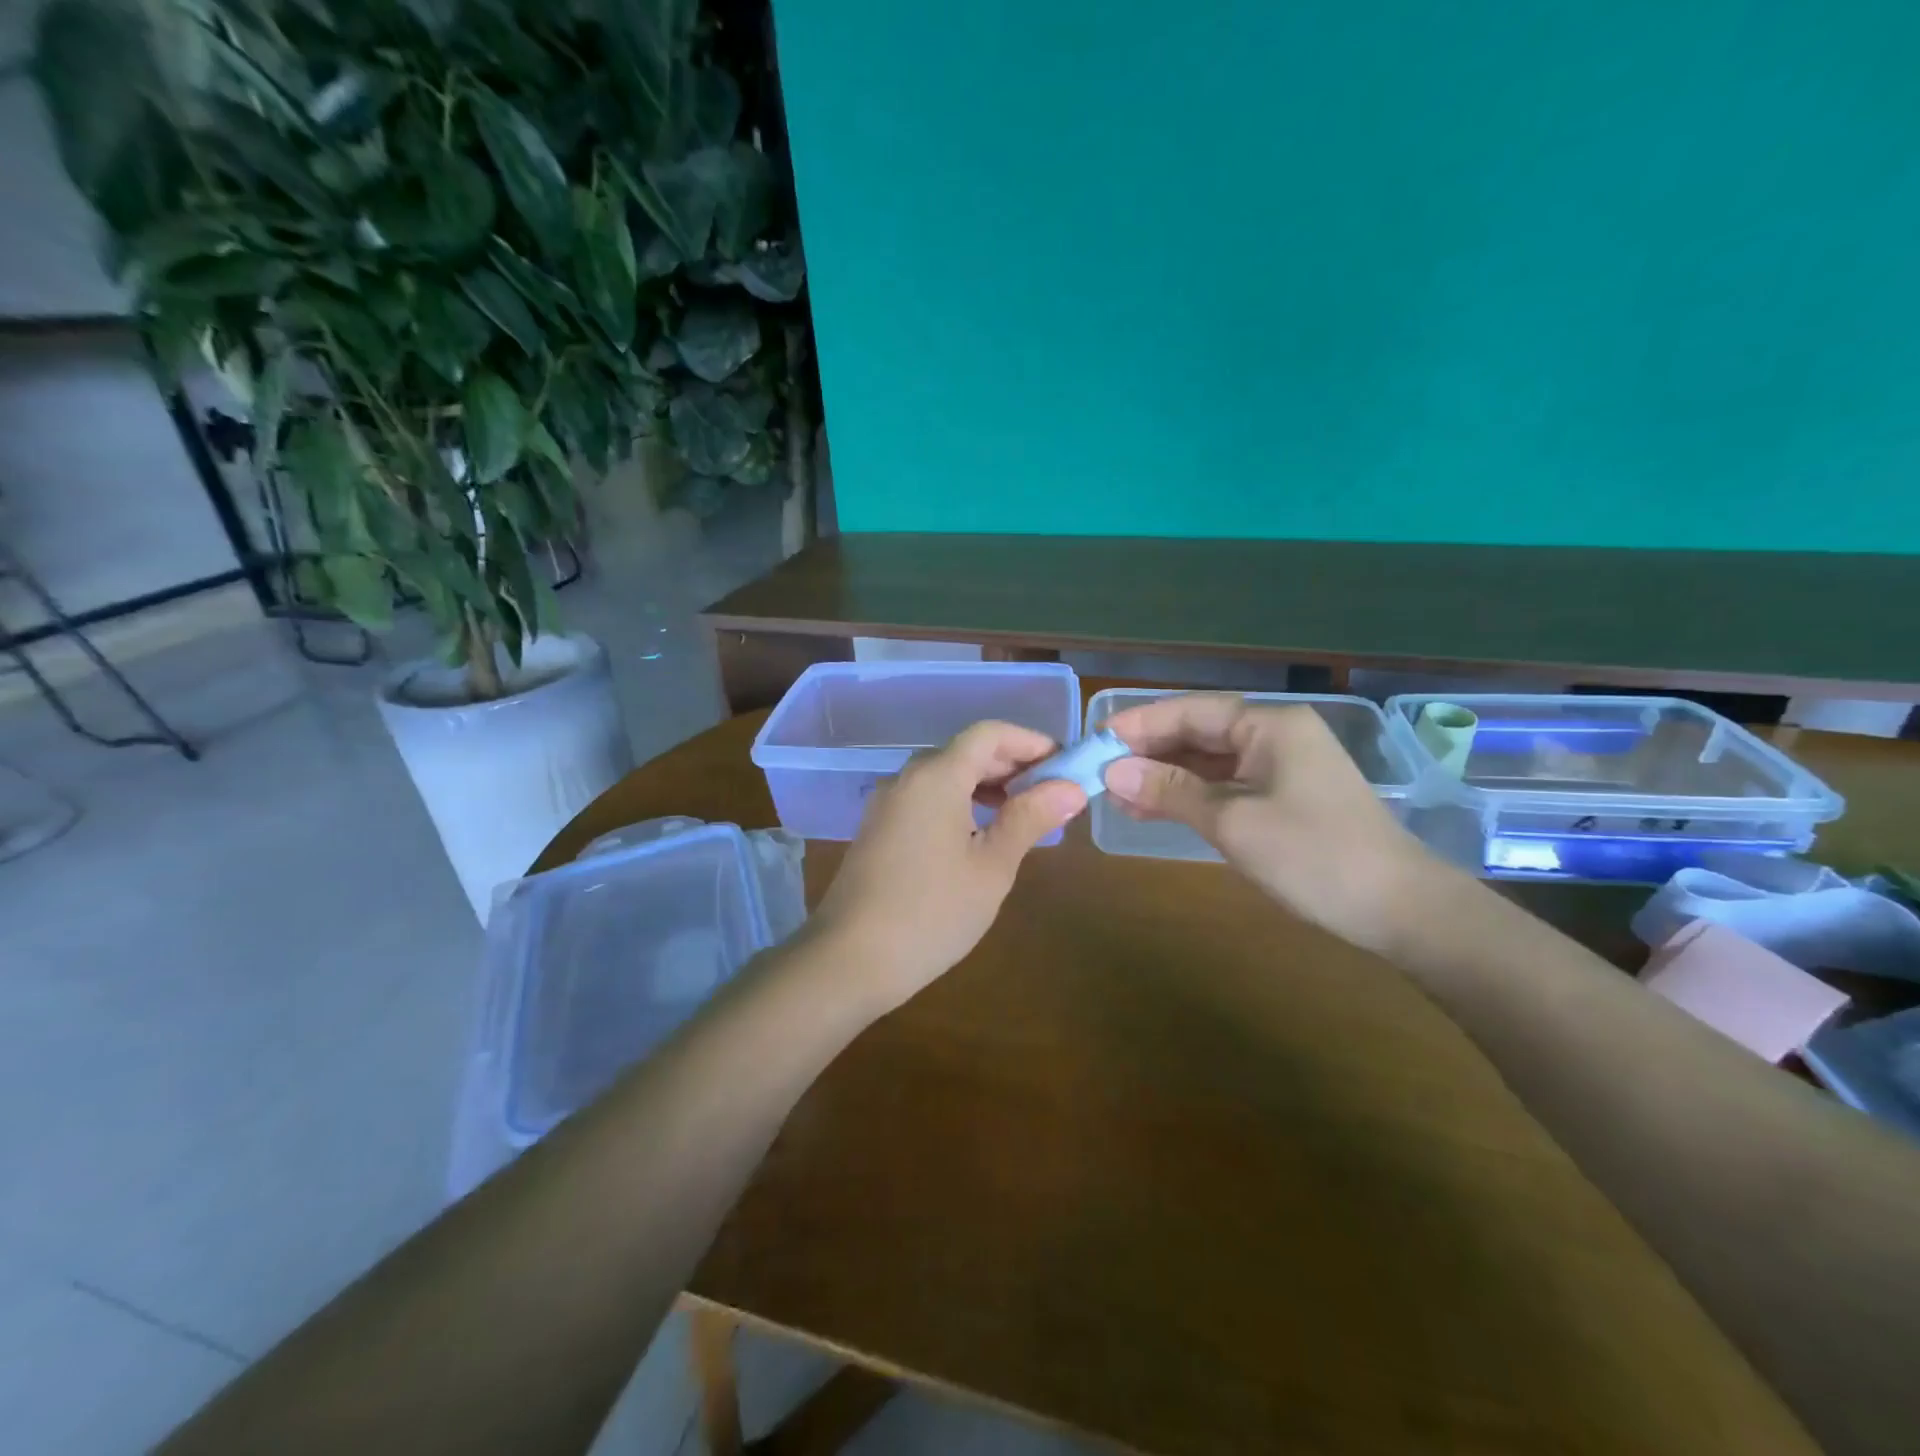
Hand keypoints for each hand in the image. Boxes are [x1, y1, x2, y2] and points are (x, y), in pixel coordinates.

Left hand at [810, 720, 1087, 1009]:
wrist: (849, 959)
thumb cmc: (932, 913)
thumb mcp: (992, 867)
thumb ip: (1030, 819)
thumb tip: (1070, 787)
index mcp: (936, 777)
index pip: (989, 733)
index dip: (1030, 741)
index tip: (1063, 764)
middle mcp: (907, 778)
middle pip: (965, 751)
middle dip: (1011, 763)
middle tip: (1051, 792)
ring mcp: (887, 803)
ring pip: (944, 775)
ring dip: (985, 783)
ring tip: (1021, 812)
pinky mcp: (877, 828)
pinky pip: (925, 798)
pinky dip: (958, 801)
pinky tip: (978, 832)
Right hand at [1102, 694, 1448, 953]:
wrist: (1397, 909)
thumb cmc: (1313, 855)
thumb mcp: (1232, 821)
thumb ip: (1169, 791)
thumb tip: (1111, 771)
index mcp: (1268, 725)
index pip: (1188, 711)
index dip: (1138, 725)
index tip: (1094, 742)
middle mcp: (1273, 735)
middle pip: (1196, 733)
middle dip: (1147, 753)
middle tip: (1098, 774)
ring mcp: (1279, 767)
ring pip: (1207, 762)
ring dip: (1163, 777)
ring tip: (1116, 796)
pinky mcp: (1281, 797)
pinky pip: (1224, 785)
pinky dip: (1189, 796)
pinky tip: (1153, 809)